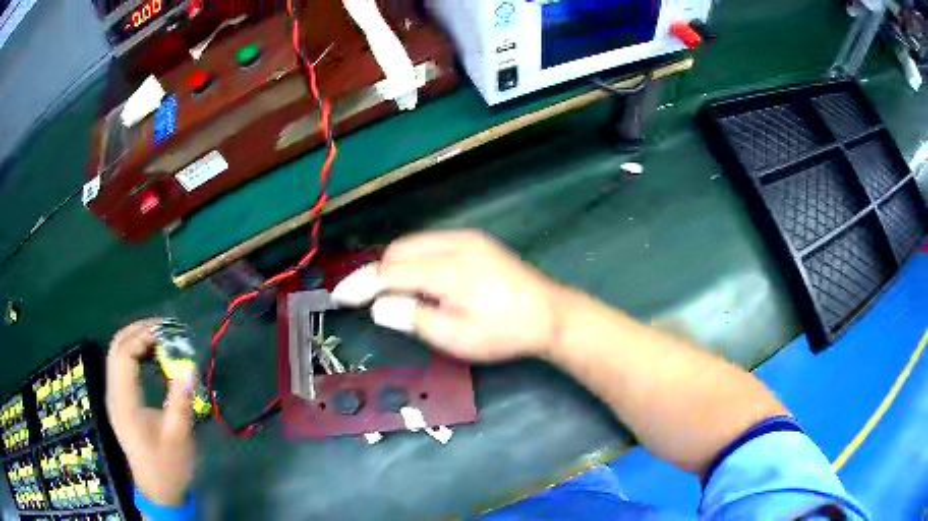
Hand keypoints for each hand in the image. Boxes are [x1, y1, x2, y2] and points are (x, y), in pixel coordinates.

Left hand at [106, 318, 194, 505]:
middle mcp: (114, 395)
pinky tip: (151, 358)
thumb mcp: (178, 437)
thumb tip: (189, 366)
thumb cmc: (168, 467)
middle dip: (137, 331)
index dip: (142, 337)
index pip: (124, 355)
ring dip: (135, 340)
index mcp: (124, 403)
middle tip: (164, 328)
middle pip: (116, 348)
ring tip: (160, 338)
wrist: (158, 491)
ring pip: (116, 355)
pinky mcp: (119, 402)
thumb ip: (180, 401)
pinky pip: (121, 367)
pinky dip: (134, 354)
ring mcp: (114, 398)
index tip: (167, 333)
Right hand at [337, 230, 564, 361]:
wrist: (550, 314)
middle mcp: (454, 244)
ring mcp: (467, 238)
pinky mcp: (476, 240)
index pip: (390, 272)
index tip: (340, 297)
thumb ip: (413, 318)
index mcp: (447, 270)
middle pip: (398, 250)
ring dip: (396, 265)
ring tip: (396, 294)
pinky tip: (421, 280)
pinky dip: (416, 258)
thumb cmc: (503, 333)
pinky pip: (431, 243)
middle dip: (378, 273)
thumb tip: (379, 305)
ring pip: (413, 243)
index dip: (361, 285)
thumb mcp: (456, 338)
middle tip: (372, 301)